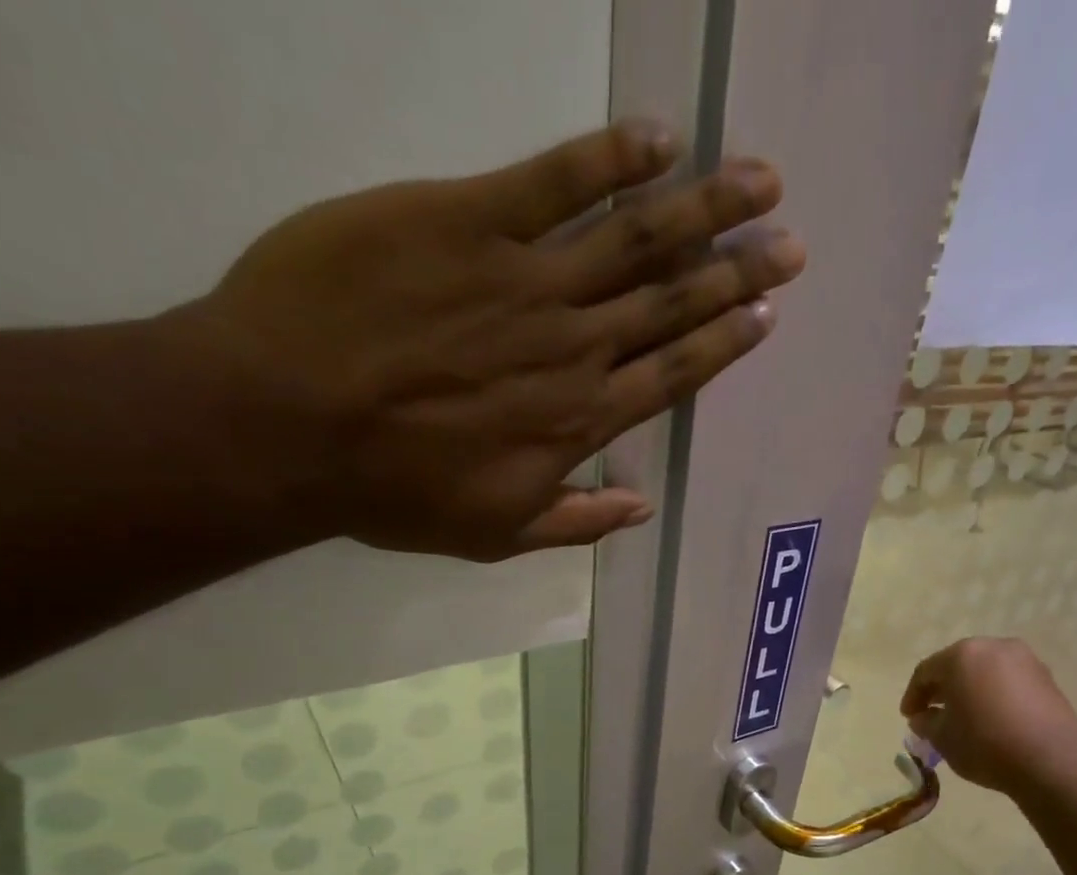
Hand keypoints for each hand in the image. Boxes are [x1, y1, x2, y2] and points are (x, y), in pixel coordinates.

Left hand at [169, 119, 804, 560]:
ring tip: (758, 181)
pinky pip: (554, 180)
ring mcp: (526, 280)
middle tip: (789, 243)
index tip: (766, 313)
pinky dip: (610, 158)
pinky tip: (658, 139)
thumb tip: (642, 510)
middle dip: (736, 271)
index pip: (671, 375)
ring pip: (636, 239)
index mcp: (578, 423)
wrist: (286, 424)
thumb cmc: (392, 490)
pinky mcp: (468, 219)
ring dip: (703, 207)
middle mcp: (572, 349)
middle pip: (670, 303)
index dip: (723, 342)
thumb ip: (576, 520)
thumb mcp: (495, 534)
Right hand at [900, 637, 1076, 794]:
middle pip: (957, 665)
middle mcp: (994, 647)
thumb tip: (923, 717)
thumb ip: (926, 723)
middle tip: (932, 713)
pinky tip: (991, 719)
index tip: (908, 717)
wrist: (1051, 760)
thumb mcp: (943, 738)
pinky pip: (1008, 682)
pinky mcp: (1046, 678)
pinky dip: (994, 695)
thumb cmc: (985, 744)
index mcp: (962, 655)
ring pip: (985, 671)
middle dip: (942, 689)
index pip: (926, 671)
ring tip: (963, 718)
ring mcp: (1025, 660)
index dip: (913, 695)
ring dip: (970, 691)